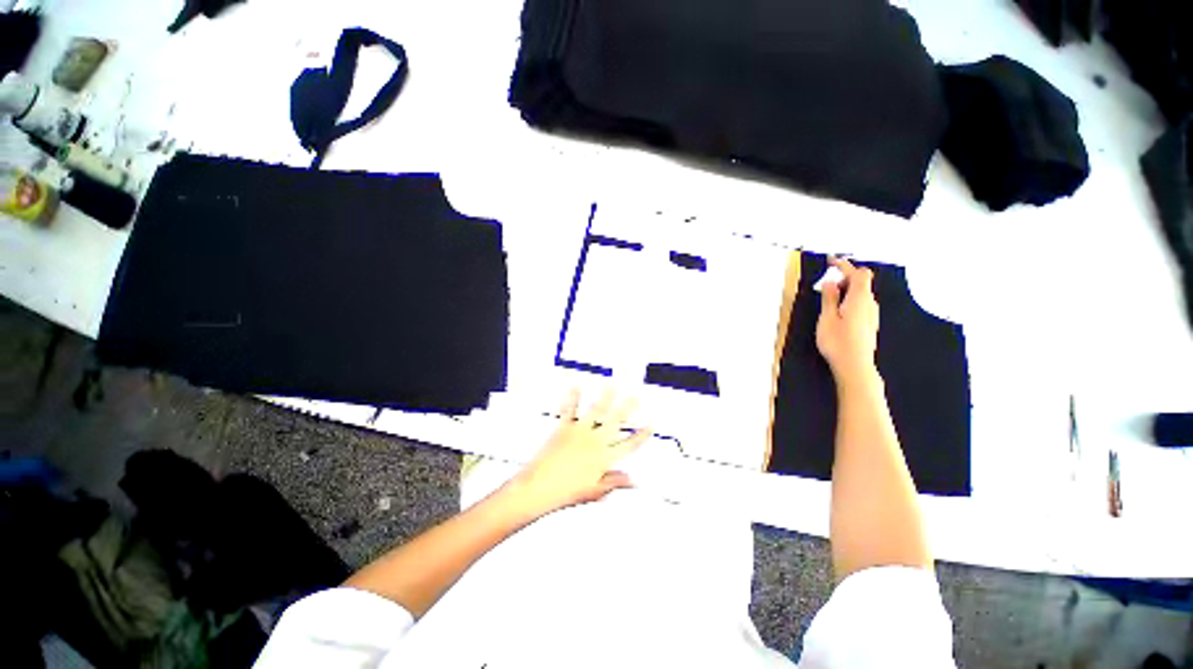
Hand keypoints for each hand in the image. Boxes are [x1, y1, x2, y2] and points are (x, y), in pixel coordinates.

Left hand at [504, 389, 649, 518]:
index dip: (642, 435)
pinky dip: (572, 398)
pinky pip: (570, 410)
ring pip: (596, 411)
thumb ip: (614, 482)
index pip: (629, 444)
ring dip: (605, 397)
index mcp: (604, 458)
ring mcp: (579, 432)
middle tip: (635, 397)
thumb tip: (632, 481)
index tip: (651, 425)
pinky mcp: (564, 428)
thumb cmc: (566, 492)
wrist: (539, 487)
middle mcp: (595, 441)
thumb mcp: (594, 491)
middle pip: (615, 421)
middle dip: (627, 407)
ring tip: (611, 386)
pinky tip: (575, 387)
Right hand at [816, 257, 879, 382]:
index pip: (858, 274)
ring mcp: (872, 314)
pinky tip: (837, 312)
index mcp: (859, 299)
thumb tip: (830, 282)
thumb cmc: (838, 342)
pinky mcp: (869, 323)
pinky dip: (849, 300)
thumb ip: (829, 298)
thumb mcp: (827, 318)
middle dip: (843, 279)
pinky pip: (861, 304)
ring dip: (845, 291)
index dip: (845, 265)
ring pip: (860, 294)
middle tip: (825, 286)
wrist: (855, 366)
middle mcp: (870, 304)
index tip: (832, 261)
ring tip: (828, 300)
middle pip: (861, 282)